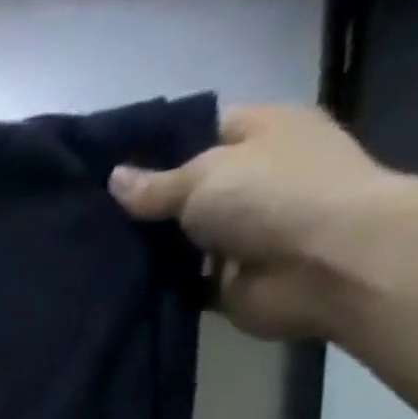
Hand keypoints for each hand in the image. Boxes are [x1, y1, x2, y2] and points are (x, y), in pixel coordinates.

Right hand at [109, 105, 410, 340]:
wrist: (327, 266)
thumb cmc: (273, 196)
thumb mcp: (204, 175)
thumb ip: (155, 185)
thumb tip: (114, 179)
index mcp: (263, 134)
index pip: (202, 131)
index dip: (156, 148)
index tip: (107, 167)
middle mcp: (257, 181)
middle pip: (189, 191)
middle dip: (146, 205)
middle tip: (90, 216)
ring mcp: (245, 235)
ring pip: (183, 241)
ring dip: (149, 250)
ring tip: (92, 253)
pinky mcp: (232, 283)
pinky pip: (186, 283)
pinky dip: (159, 287)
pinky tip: (118, 287)